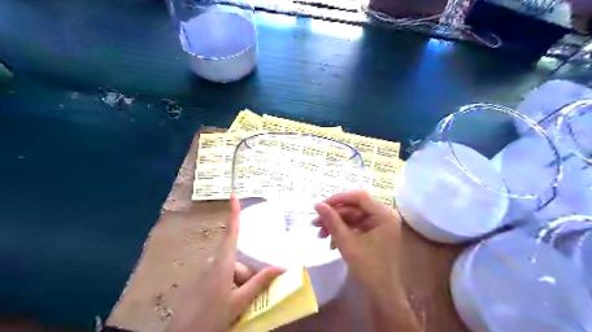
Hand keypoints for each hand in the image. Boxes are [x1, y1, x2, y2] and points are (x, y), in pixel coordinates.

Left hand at [168, 198, 285, 331]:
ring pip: (231, 270)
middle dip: (248, 274)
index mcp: (222, 263)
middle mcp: (214, 263)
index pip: (231, 233)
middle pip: (237, 259)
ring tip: (241, 303)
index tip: (233, 197)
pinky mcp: (203, 281)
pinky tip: (231, 303)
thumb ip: (260, 283)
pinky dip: (231, 285)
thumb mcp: (239, 301)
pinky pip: (223, 276)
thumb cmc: (211, 317)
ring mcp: (207, 272)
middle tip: (251, 295)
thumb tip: (282, 267)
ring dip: (240, 282)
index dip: (233, 214)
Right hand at [312, 191, 417, 330]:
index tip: (320, 206)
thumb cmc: (368, 268)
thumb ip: (332, 221)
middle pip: (354, 208)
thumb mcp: (347, 242)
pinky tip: (330, 241)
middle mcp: (384, 216)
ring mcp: (380, 225)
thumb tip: (317, 204)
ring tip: (320, 234)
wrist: (382, 295)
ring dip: (336, 225)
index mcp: (384, 214)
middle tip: (315, 224)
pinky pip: (356, 227)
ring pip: (353, 217)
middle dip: (334, 216)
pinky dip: (343, 232)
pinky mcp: (375, 233)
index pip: (359, 197)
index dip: (338, 199)